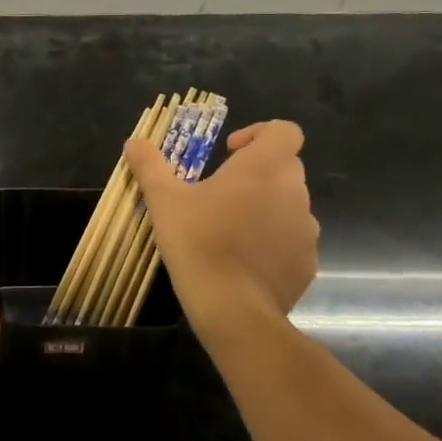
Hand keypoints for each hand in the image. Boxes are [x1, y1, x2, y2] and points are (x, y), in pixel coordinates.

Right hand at [124, 119, 319, 320]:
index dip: (259, 133)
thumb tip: (134, 142)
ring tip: (229, 227)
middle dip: (257, 171)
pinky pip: (292, 239)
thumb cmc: (198, 242)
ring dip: (265, 205)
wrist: (233, 309)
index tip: (229, 153)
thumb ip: (150, 166)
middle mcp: (294, 192)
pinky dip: (273, 240)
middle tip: (220, 191)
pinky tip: (243, 260)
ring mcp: (306, 229)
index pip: (285, 131)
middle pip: (285, 165)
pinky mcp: (307, 262)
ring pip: (289, 203)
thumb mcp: (164, 200)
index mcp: (264, 168)